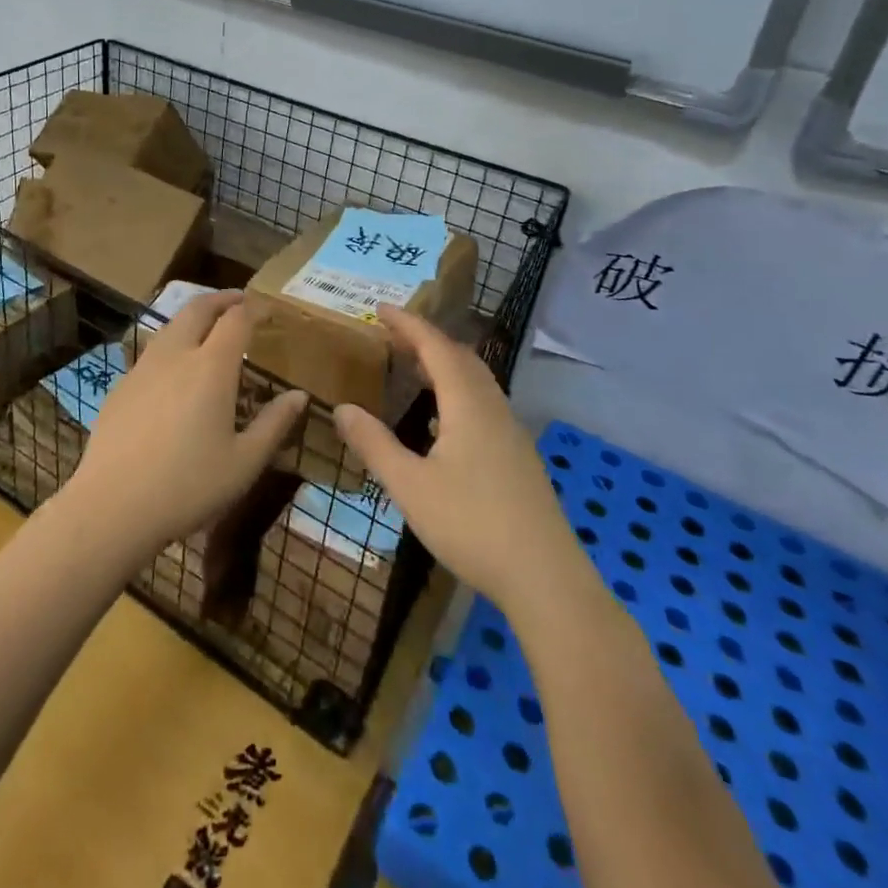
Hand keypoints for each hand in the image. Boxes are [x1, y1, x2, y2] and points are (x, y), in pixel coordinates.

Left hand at [63, 292, 307, 558]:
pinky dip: (172, 344)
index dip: (254, 308)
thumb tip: (299, 396)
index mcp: (211, 367)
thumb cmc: (188, 486)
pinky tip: (175, 371)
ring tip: (209, 329)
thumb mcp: (244, 462)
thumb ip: (274, 424)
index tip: (267, 309)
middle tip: (239, 301)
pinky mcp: (121, 386)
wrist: (113, 506)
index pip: (236, 319)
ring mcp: (143, 368)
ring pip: (171, 326)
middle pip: (198, 308)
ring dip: (194, 317)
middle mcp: (176, 355)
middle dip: (222, 299)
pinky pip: (152, 351)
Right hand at [333, 306, 578, 620]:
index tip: (380, 309)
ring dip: (444, 365)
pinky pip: (483, 404)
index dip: (408, 324)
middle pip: (460, 358)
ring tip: (412, 370)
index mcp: (467, 404)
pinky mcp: (517, 456)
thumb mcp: (410, 486)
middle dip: (426, 340)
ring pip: (476, 381)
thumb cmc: (472, 525)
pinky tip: (440, 422)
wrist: (546, 578)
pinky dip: (457, 392)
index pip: (436, 347)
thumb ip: (374, 444)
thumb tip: (341, 408)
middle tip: (392, 337)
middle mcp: (492, 408)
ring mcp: (510, 432)